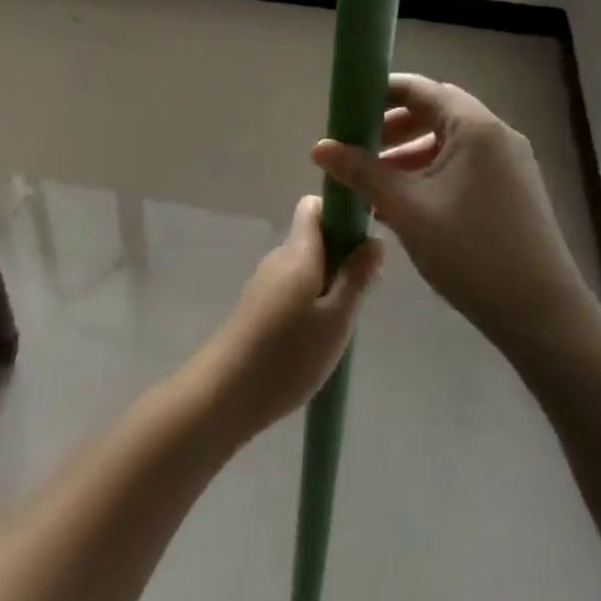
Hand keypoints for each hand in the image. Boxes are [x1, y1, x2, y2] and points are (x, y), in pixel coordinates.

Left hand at [196, 196, 384, 440]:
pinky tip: (318, 336)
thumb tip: (375, 239)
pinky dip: (311, 301)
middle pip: (314, 238)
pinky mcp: (258, 306)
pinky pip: (293, 287)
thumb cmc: (288, 354)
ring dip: (329, 283)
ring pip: (306, 266)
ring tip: (343, 323)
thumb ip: (356, 277)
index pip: (315, 207)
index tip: (364, 245)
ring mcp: (265, 282)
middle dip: (343, 256)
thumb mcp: (336, 319)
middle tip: (364, 294)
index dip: (341, 215)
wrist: (225, 393)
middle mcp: (279, 257)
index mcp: (298, 251)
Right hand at [311, 74, 593, 350]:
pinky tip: (407, 206)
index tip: (346, 113)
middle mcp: (496, 134)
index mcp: (474, 126)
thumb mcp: (406, 208)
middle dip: (392, 128)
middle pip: (435, 113)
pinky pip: (465, 166)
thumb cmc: (470, 251)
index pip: (419, 89)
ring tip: (375, 185)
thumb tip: (319, 147)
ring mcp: (510, 163)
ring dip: (410, 155)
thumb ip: (362, 172)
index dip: (379, 95)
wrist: (542, 315)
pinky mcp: (514, 191)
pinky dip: (432, 173)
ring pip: (449, 142)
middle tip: (358, 150)